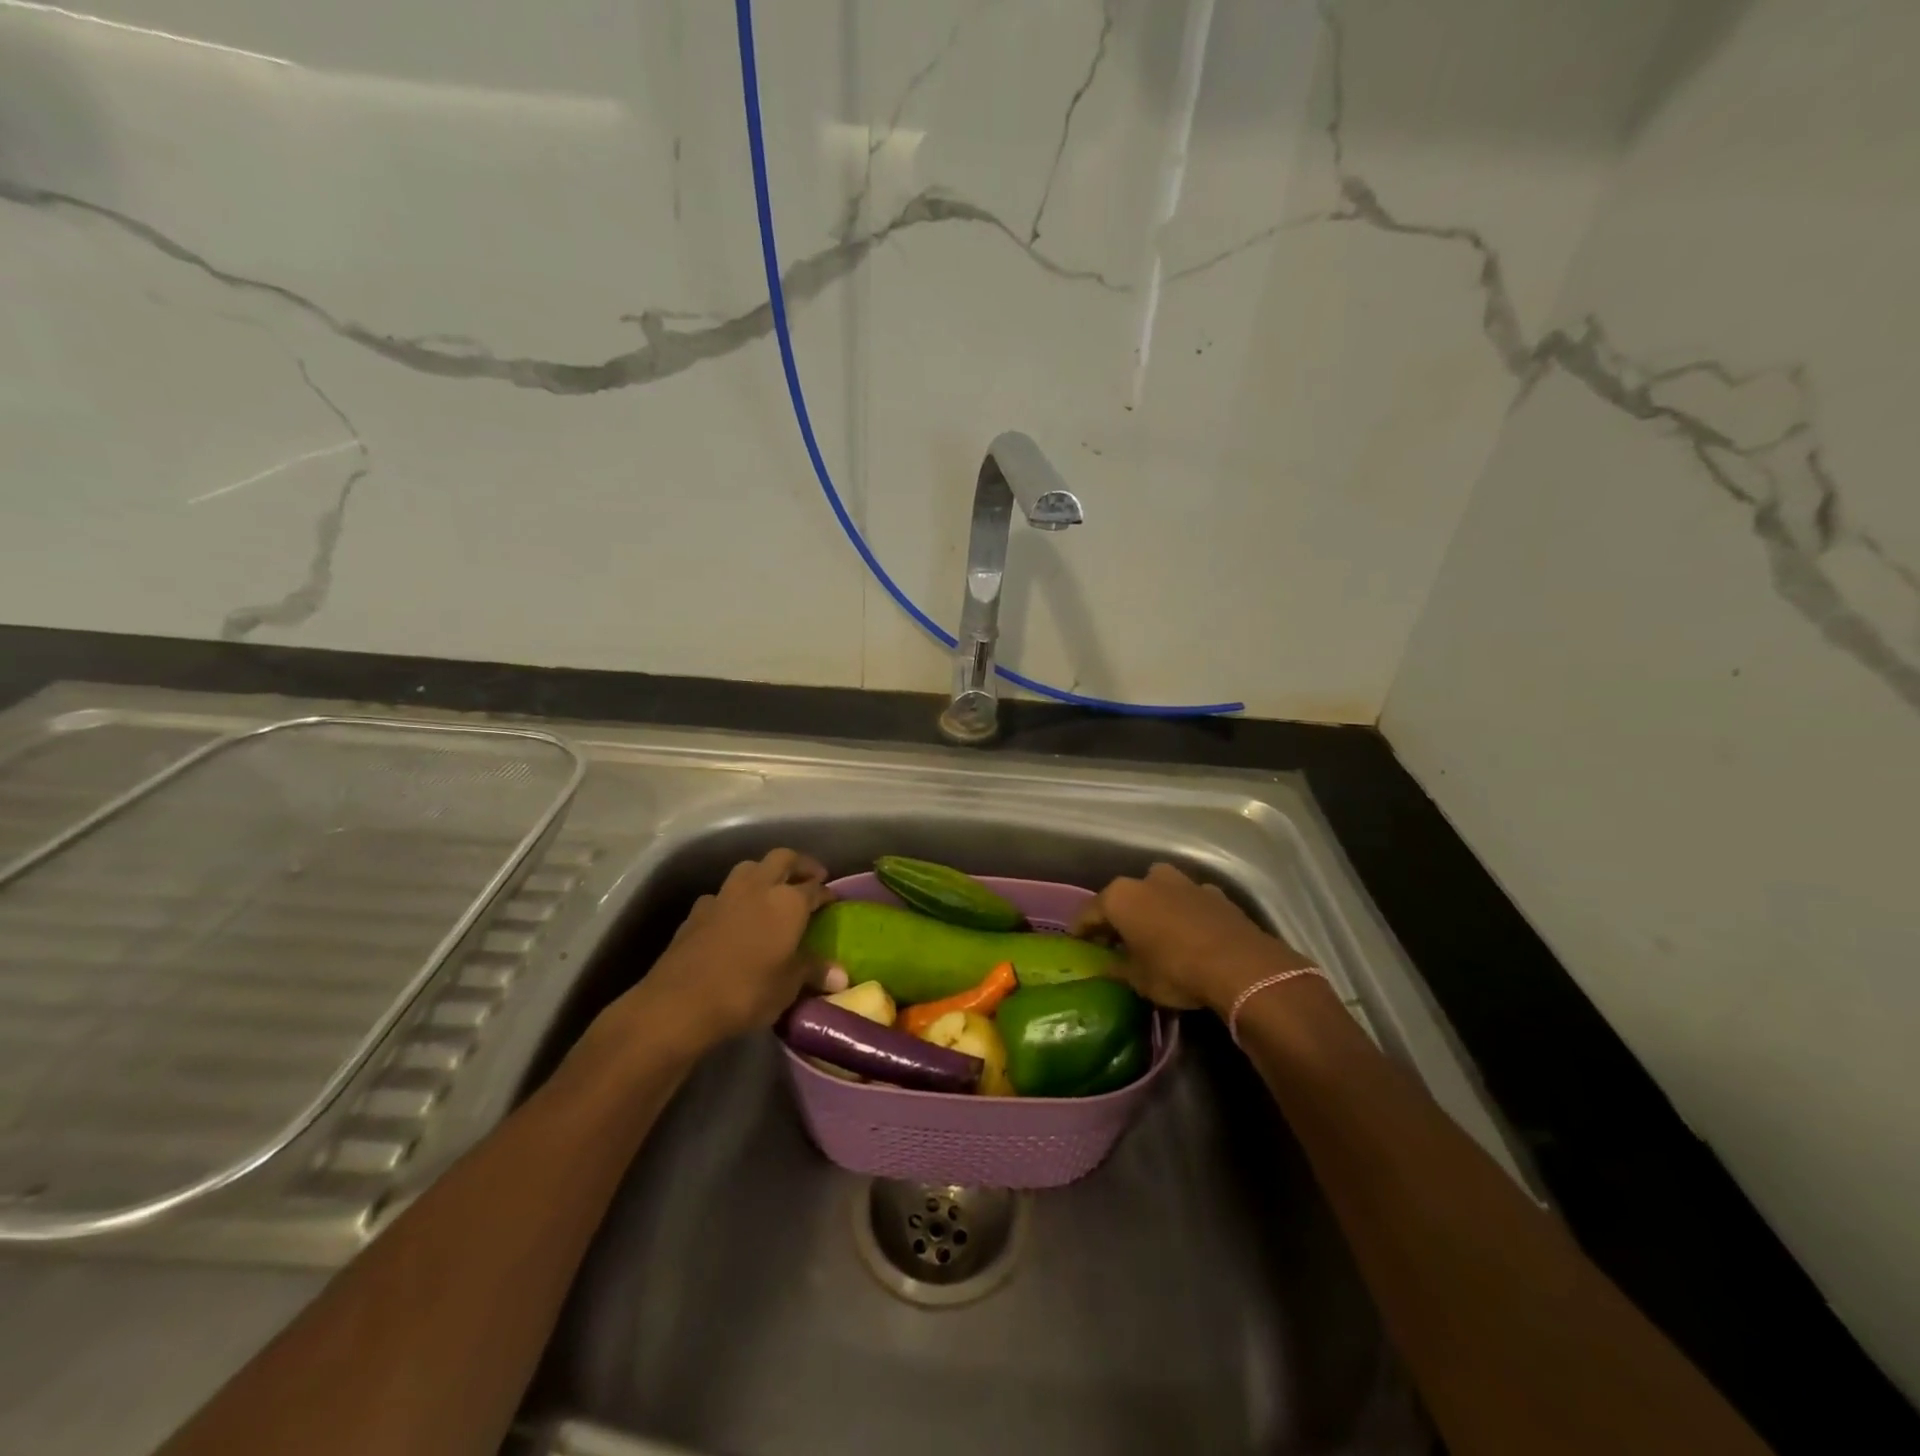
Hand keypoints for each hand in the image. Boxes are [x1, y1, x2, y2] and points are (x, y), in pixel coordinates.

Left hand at [618, 849, 830, 1050]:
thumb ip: (813, 972)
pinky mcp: (697, 911)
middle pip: (783, 859)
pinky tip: (734, 917)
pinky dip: (734, 899)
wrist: (679, 1003)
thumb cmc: (747, 991)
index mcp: (788, 901)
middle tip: (810, 878)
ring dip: (764, 873)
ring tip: (772, 891)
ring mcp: (724, 895)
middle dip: (799, 865)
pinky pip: (722, 895)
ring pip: (749, 868)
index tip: (833, 900)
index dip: (827, 892)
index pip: (815, 887)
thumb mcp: (788, 986)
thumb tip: (841, 975)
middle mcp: (758, 887)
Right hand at [1074, 862, 1312, 1012]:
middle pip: (1125, 898)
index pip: (1089, 912)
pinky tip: (1189, 935)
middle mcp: (1148, 879)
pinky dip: (1183, 914)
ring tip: (1155, 936)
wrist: (1241, 967)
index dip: (1082, 930)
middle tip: (1116, 941)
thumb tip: (1105, 966)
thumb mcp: (1138, 979)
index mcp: (1120, 897)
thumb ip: (1117, 968)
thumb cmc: (1176, 971)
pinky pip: (1188, 902)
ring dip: (1154, 910)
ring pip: (1158, 894)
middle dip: (1119, 917)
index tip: (1078, 943)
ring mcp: (1184, 882)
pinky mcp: (1214, 893)